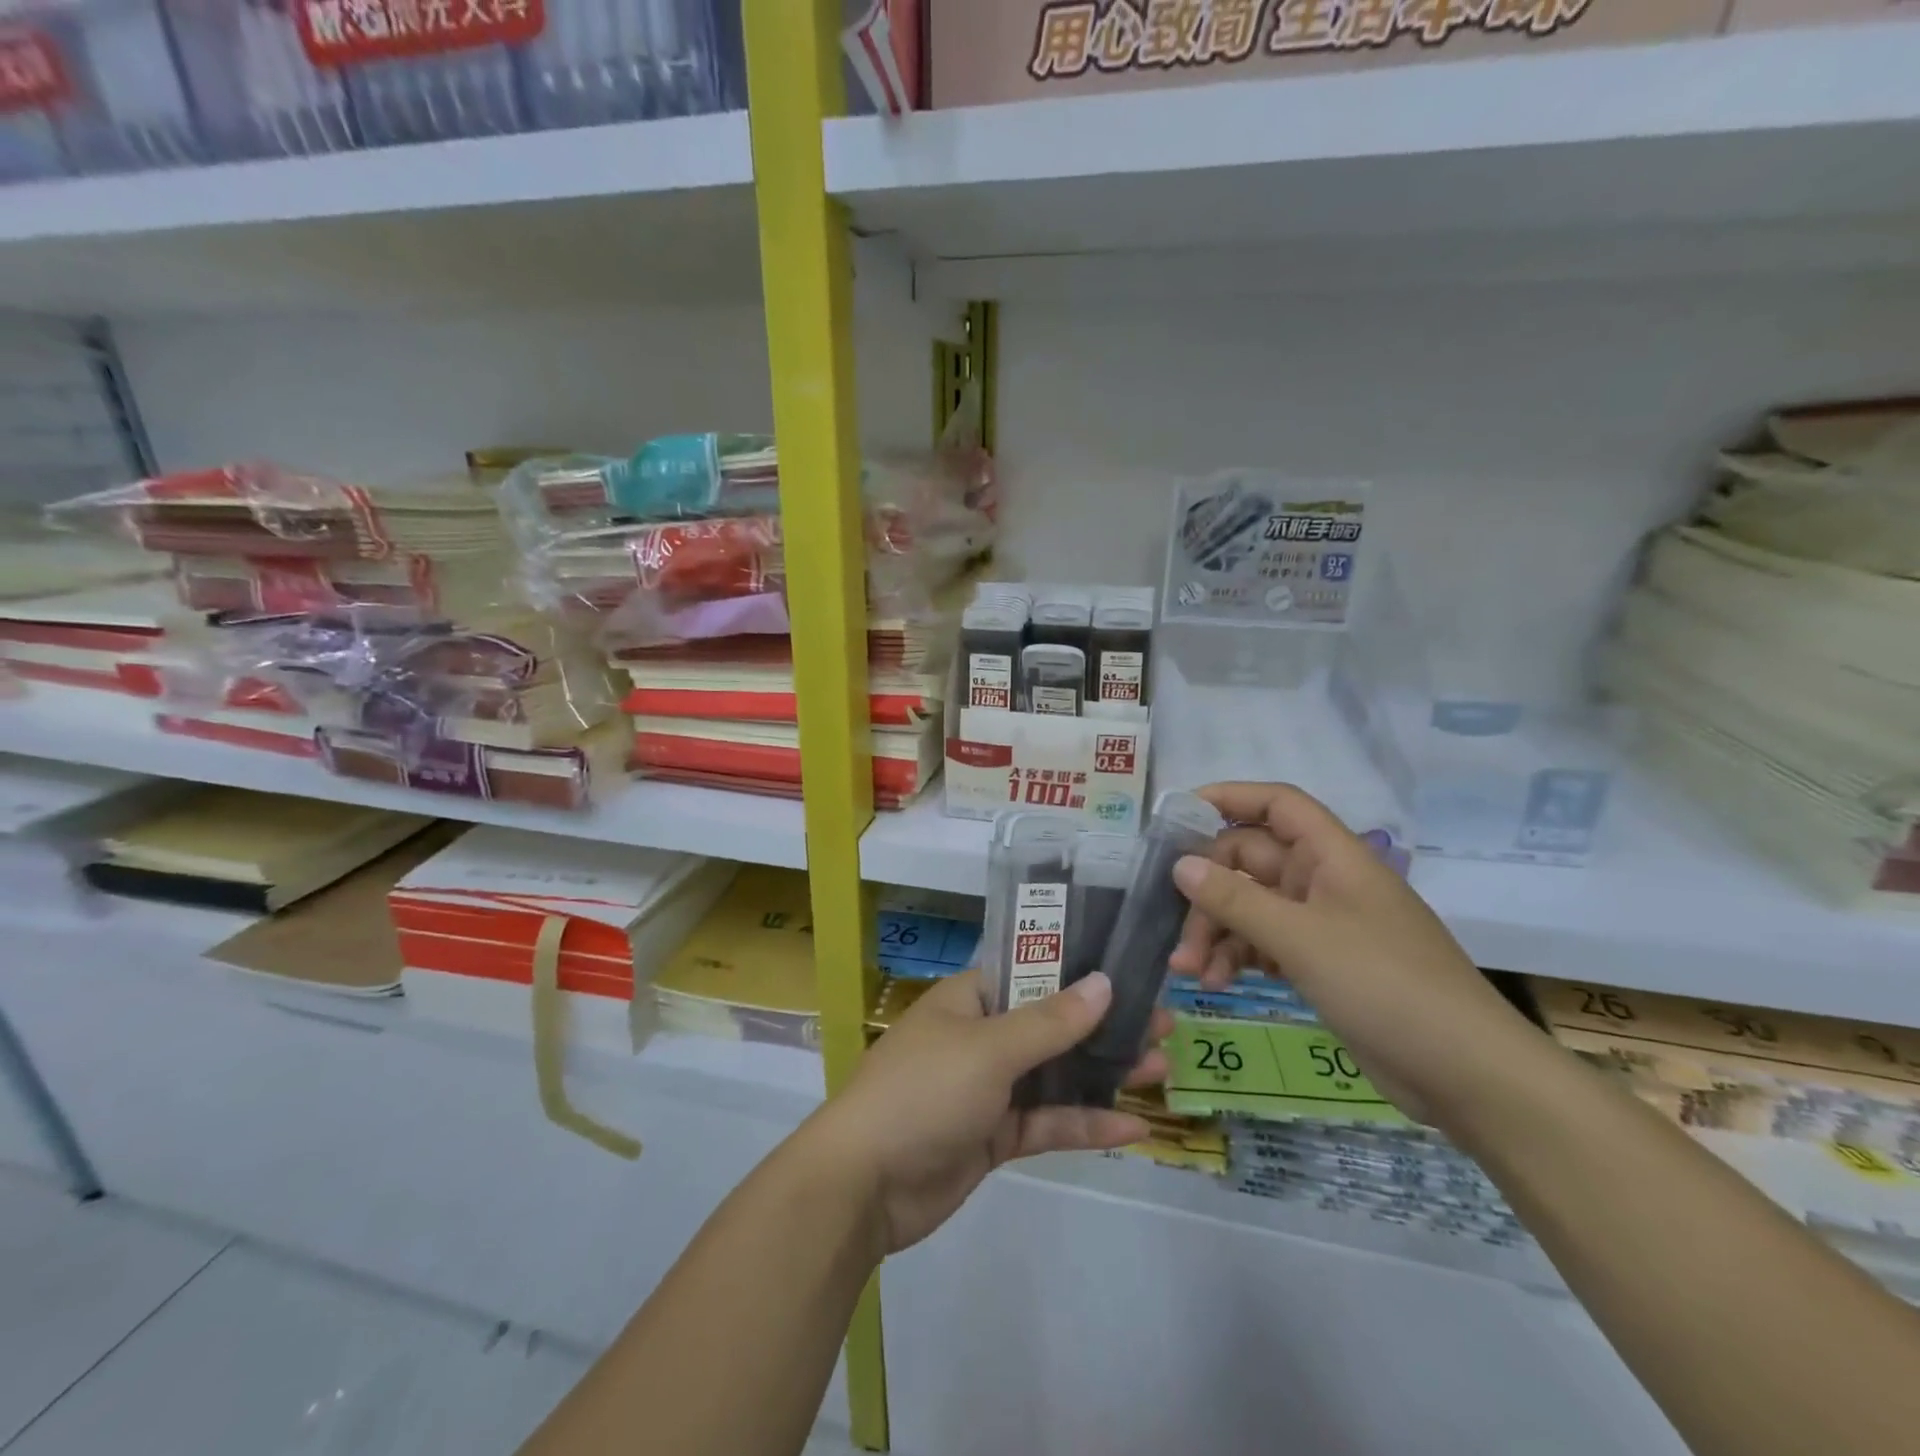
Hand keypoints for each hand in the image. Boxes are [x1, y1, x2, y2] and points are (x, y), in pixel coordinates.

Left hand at [807, 970, 1169, 1255]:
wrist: (864, 1184)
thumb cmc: (924, 1091)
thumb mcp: (989, 1049)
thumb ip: (1050, 1021)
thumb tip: (1104, 983)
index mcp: (971, 999)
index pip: (1031, 971)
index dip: (1078, 969)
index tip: (1129, 969)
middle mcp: (981, 1036)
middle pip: (1052, 1023)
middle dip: (1104, 1024)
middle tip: (1162, 1022)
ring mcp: (989, 1088)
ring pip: (1056, 1074)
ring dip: (1104, 1073)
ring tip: (1161, 1066)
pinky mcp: (995, 1136)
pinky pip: (1047, 1123)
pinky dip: (1085, 1124)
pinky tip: (1134, 1128)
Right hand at [1168, 782, 1538, 1125]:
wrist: (1467, 1075)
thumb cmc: (1386, 987)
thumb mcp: (1301, 939)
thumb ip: (1236, 899)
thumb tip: (1181, 865)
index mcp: (1333, 857)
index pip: (1277, 805)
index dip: (1229, 798)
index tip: (1176, 816)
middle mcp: (1325, 882)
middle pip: (1250, 862)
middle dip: (1207, 891)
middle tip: (1173, 927)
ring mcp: (1322, 925)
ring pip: (1251, 906)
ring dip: (1215, 931)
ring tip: (1188, 971)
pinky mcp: (1320, 964)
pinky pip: (1264, 944)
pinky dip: (1236, 958)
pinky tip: (1216, 983)